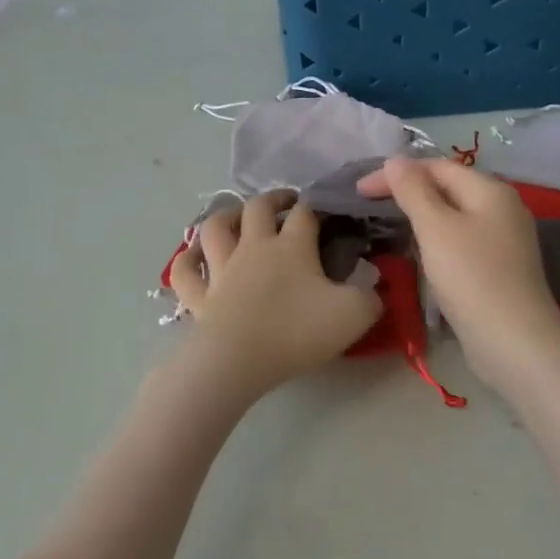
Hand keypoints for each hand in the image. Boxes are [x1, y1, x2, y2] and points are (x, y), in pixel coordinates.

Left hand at [166, 190, 382, 402]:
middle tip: (285, 202)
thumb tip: (374, 283)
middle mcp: (254, 247)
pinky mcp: (200, 295)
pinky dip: (187, 259)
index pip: (306, 213)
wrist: (239, 359)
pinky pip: (185, 271)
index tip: (327, 210)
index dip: (317, 206)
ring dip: (226, 216)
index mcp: (292, 246)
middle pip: (258, 207)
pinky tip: (193, 254)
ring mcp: (222, 269)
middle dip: (273, 198)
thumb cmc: (297, 332)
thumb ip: (370, 296)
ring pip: (216, 228)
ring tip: (238, 216)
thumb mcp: (354, 315)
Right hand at [358, 158, 559, 383]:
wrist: (514, 342)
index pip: (436, 166)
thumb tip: (395, 160)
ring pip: (453, 215)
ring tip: (388, 224)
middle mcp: (501, 207)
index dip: (396, 173)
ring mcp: (503, 239)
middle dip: (407, 191)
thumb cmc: (471, 278)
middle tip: (369, 204)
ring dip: (420, 215)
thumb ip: (413, 191)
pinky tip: (419, 252)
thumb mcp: (435, 228)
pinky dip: (435, 238)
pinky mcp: (498, 266)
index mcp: (490, 190)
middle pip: (447, 187)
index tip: (359, 190)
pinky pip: (460, 239)